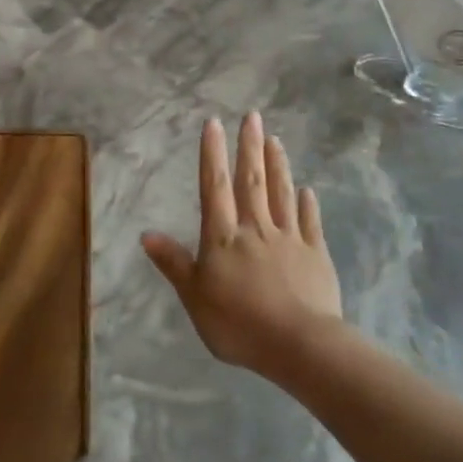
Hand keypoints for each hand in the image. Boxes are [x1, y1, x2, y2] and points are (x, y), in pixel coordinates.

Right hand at [142, 113, 342, 374]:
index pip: (215, 187)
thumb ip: (174, 263)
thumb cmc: (238, 323)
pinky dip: (307, 204)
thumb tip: (147, 233)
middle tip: (252, 116)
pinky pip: (310, 223)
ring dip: (278, 166)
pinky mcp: (316, 255)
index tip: (214, 123)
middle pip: (252, 181)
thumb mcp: (194, 297)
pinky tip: (307, 190)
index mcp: (223, 237)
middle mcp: (256, 229)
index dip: (212, 154)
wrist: (298, 344)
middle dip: (250, 147)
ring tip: (275, 140)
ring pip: (282, 194)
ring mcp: (289, 239)